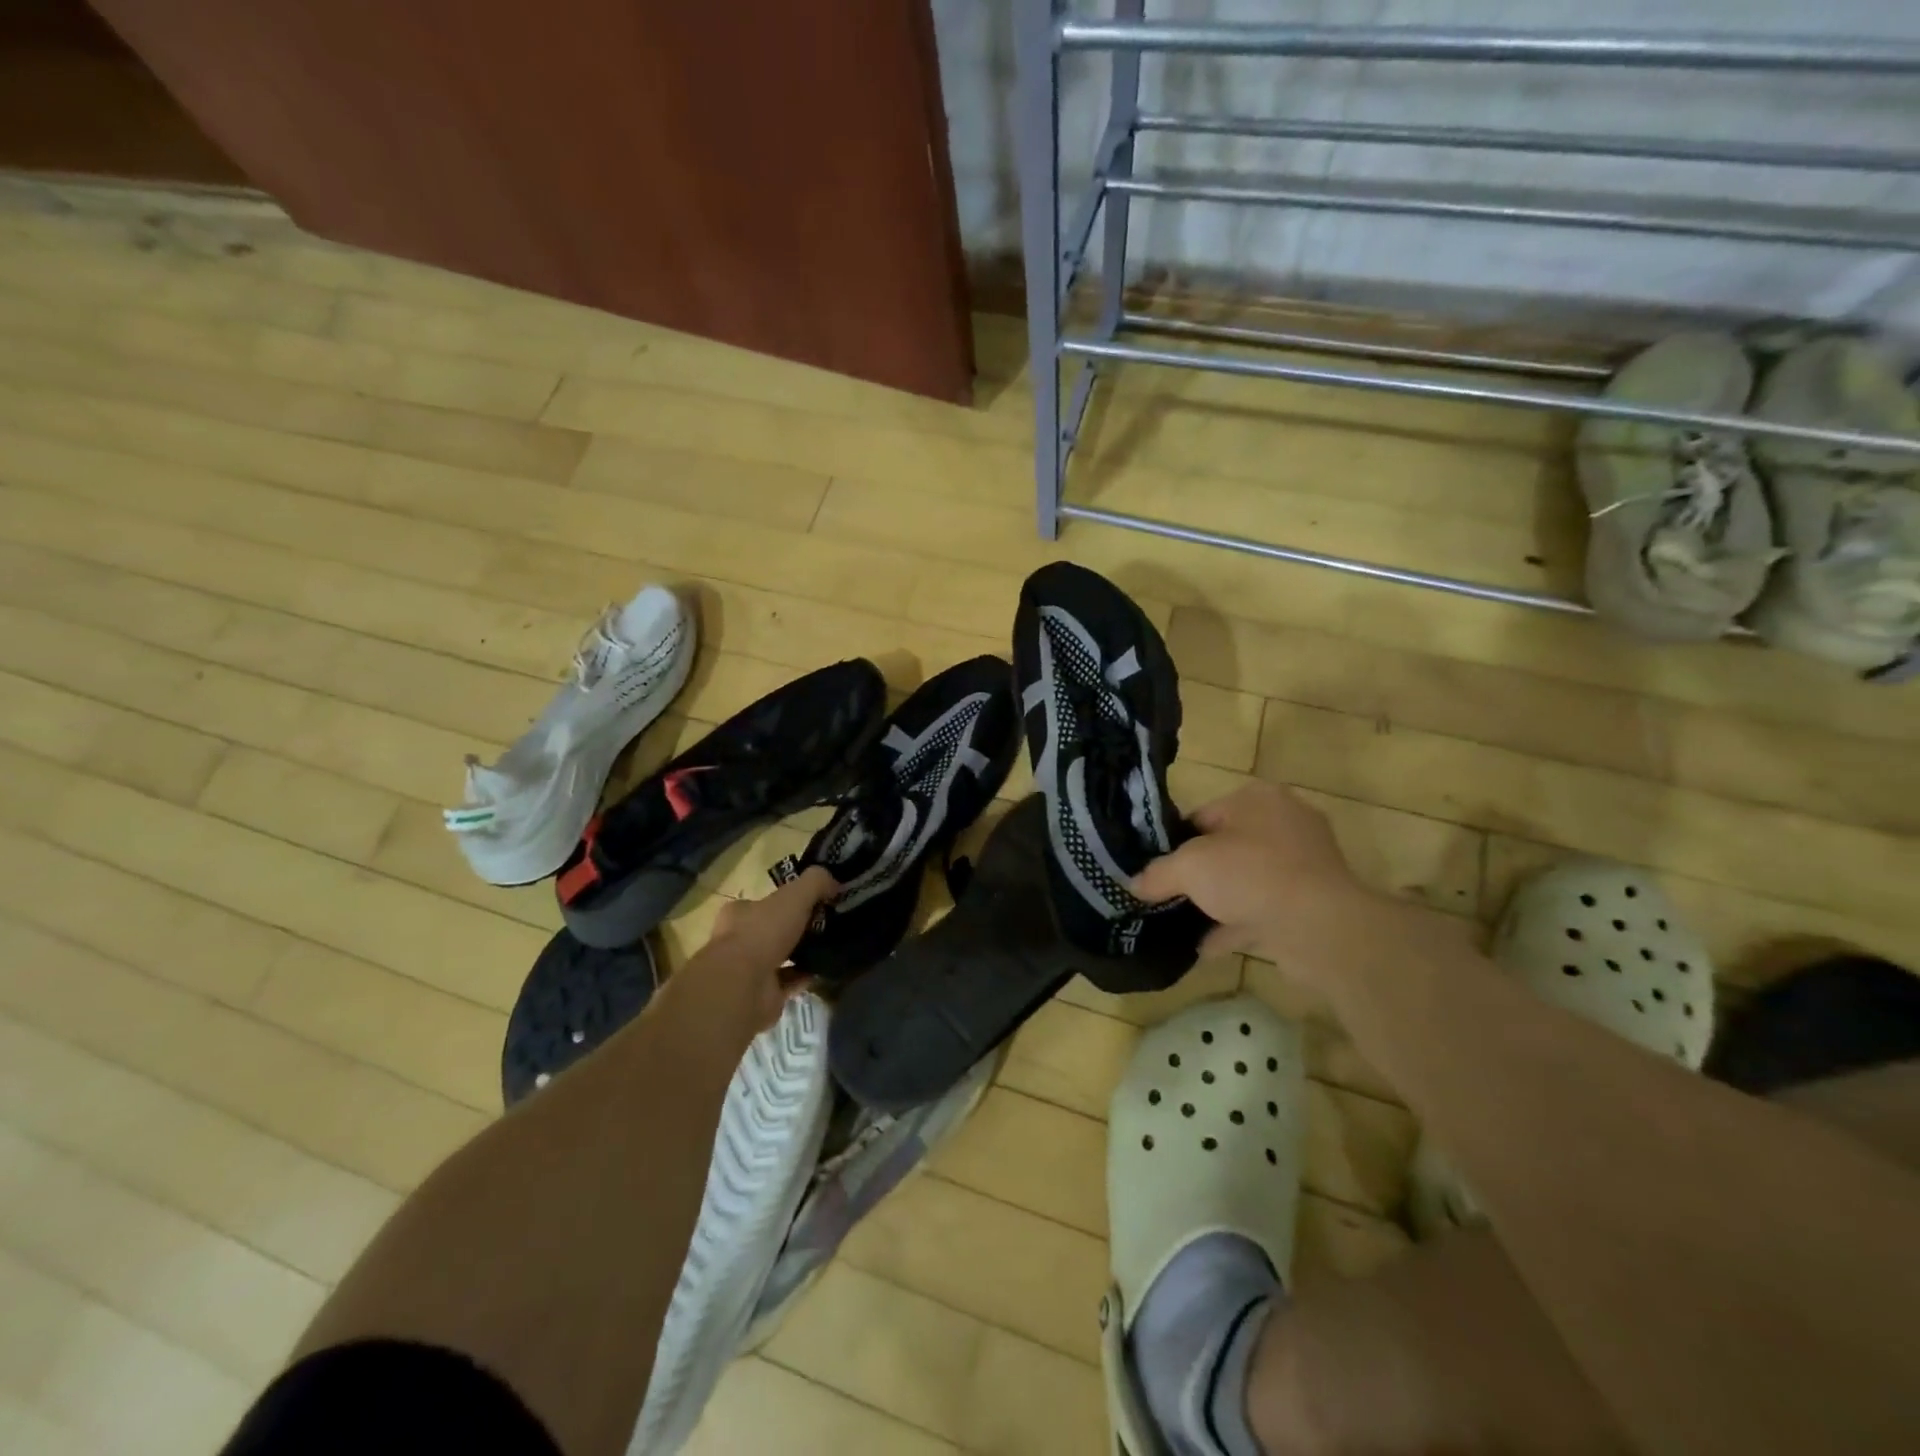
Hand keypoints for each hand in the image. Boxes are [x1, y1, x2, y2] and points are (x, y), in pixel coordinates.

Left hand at [695, 866, 838, 1030]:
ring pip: (781, 958)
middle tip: (828, 923)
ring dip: (802, 954)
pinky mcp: (762, 995)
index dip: (788, 901)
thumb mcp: (794, 895)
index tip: (815, 901)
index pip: (764, 903)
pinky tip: (825, 968)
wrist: (743, 986)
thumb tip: (834, 881)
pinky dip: (805, 976)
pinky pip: (789, 982)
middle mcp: (739, 941)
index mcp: (739, 914)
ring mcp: (749, 971)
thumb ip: (815, 882)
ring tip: (831, 946)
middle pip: (773, 930)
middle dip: (797, 928)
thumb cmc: (763, 932)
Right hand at [1133, 782, 1372, 964]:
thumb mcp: (1189, 868)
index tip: (1156, 869)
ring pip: (1246, 881)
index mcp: (1257, 799)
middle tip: (1168, 896)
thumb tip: (1134, 885)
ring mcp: (1302, 865)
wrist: (1320, 928)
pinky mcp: (1311, 903)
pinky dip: (1236, 926)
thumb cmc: (1250, 875)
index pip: (1202, 815)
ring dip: (1218, 902)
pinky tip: (1207, 946)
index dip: (1175, 843)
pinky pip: (1263, 910)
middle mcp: (1284, 824)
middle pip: (1225, 848)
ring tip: (1182, 923)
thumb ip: (1158, 874)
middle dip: (1198, 874)